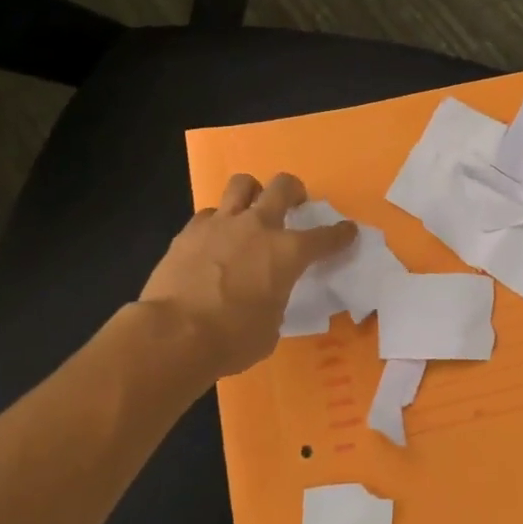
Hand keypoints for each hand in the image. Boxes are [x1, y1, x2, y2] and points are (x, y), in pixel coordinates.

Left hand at [138, 172, 356, 384]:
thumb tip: (265, 297)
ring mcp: (221, 224)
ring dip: (251, 192)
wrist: (174, 334)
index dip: (341, 234)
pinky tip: (213, 240)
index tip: (348, 231)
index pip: (325, 237)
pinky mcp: (189, 231)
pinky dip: (216, 223)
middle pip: (282, 186)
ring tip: (250, 208)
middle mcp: (257, 227)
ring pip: (242, 184)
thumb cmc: (233, 339)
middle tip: (294, 202)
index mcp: (287, 253)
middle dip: (294, 190)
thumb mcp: (270, 327)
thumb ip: (275, 301)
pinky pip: (208, 214)